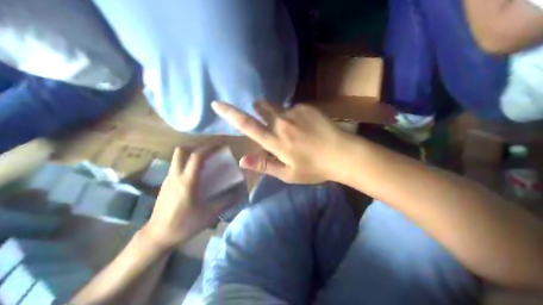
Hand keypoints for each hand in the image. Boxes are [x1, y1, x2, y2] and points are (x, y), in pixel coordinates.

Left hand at [140, 148, 233, 250]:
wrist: (158, 235)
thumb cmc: (185, 224)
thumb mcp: (209, 214)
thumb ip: (227, 201)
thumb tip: (241, 190)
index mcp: (187, 181)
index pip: (197, 156)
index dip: (210, 148)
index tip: (221, 146)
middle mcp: (175, 176)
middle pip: (181, 150)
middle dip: (196, 147)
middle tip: (209, 153)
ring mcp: (168, 179)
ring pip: (176, 158)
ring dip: (190, 155)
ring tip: (203, 163)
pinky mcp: (164, 185)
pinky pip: (175, 167)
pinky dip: (186, 165)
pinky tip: (194, 178)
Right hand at [210, 101, 344, 183]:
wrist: (343, 153)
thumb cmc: (314, 168)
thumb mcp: (288, 174)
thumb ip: (264, 165)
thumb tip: (241, 160)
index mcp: (275, 141)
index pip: (247, 125)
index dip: (230, 113)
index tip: (217, 104)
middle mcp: (281, 122)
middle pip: (261, 108)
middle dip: (260, 111)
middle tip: (271, 125)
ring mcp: (295, 112)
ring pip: (278, 109)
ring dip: (279, 116)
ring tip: (296, 132)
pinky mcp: (307, 107)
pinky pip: (294, 109)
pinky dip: (295, 116)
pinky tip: (307, 128)